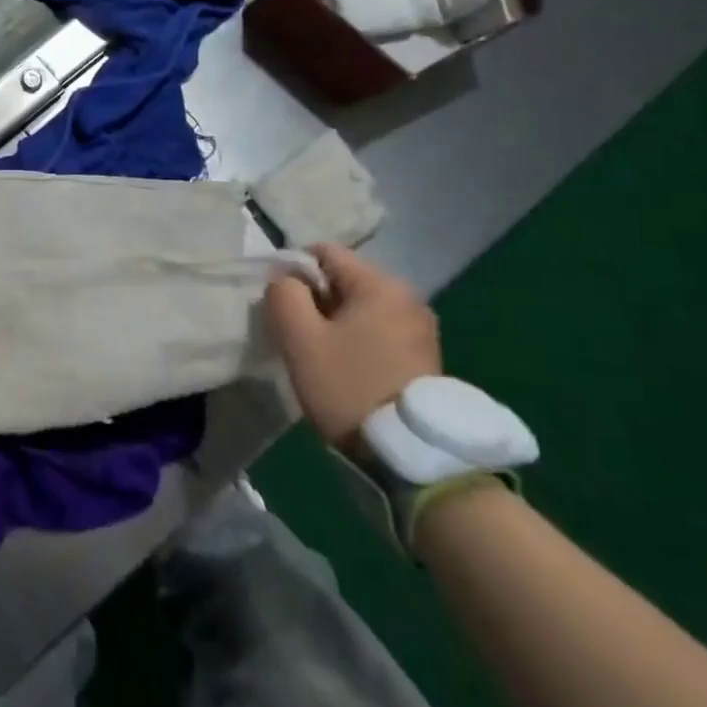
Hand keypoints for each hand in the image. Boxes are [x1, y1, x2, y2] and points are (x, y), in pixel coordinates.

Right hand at [264, 244, 441, 447]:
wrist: (410, 454)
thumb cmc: (348, 385)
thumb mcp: (300, 338)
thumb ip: (284, 294)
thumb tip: (286, 280)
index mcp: (380, 284)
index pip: (324, 252)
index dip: (293, 271)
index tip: (281, 305)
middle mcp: (408, 296)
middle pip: (344, 279)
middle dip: (315, 298)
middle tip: (298, 334)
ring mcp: (421, 327)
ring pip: (360, 306)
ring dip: (335, 321)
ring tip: (320, 354)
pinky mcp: (425, 355)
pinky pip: (378, 329)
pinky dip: (356, 338)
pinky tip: (346, 367)